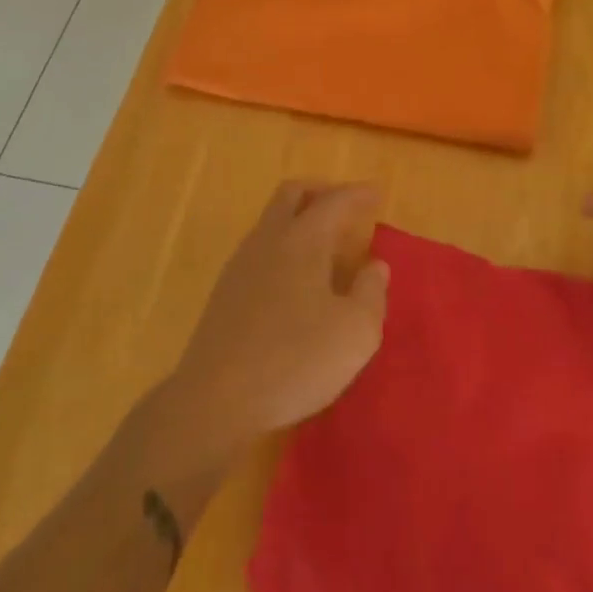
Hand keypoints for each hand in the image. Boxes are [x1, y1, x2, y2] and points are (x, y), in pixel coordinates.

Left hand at [167, 182, 388, 447]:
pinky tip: (296, 278)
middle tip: (345, 207)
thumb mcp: (356, 332)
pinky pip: (260, 248)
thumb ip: (371, 292)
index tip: (377, 192)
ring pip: (271, 220)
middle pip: (292, 194)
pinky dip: (283, 245)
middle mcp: (269, 240)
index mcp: (303, 239)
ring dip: (299, 218)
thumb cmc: (295, 360)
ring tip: (325, 244)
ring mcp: (241, 264)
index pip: (334, 201)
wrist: (216, 400)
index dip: (358, 194)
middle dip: (321, 191)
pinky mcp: (224, 291)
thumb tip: (375, 265)